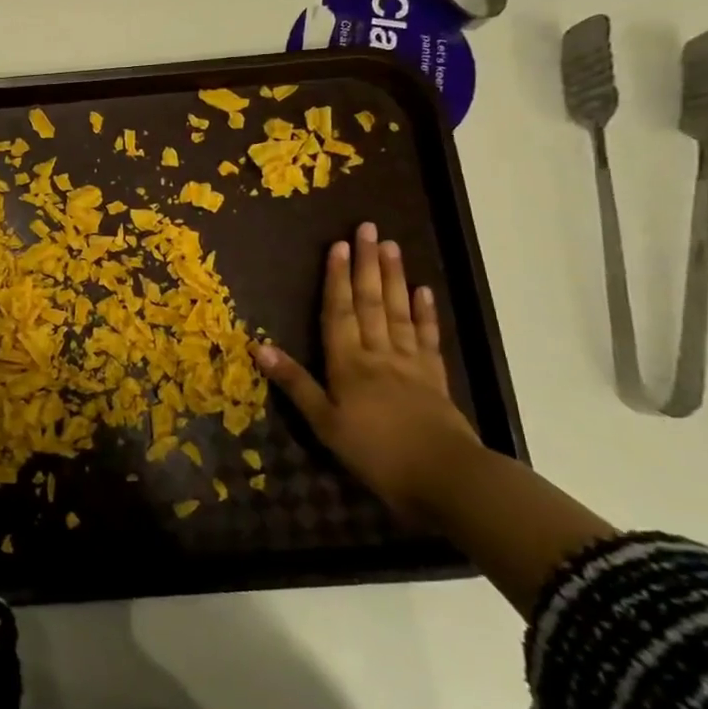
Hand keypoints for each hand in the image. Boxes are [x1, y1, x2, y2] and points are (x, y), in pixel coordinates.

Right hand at [252, 221, 480, 523]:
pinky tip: (423, 291)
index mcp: (349, 364)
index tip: (338, 245)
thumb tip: (259, 346)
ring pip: (398, 312)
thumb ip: (295, 383)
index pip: (339, 312)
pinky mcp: (435, 379)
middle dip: (367, 265)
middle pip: (371, 303)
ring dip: (394, 278)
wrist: (448, 480)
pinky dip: (424, 313)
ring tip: (391, 246)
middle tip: (368, 228)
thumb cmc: (377, 454)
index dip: (337, 278)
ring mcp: (411, 364)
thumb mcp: (326, 424)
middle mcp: (379, 354)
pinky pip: (427, 338)